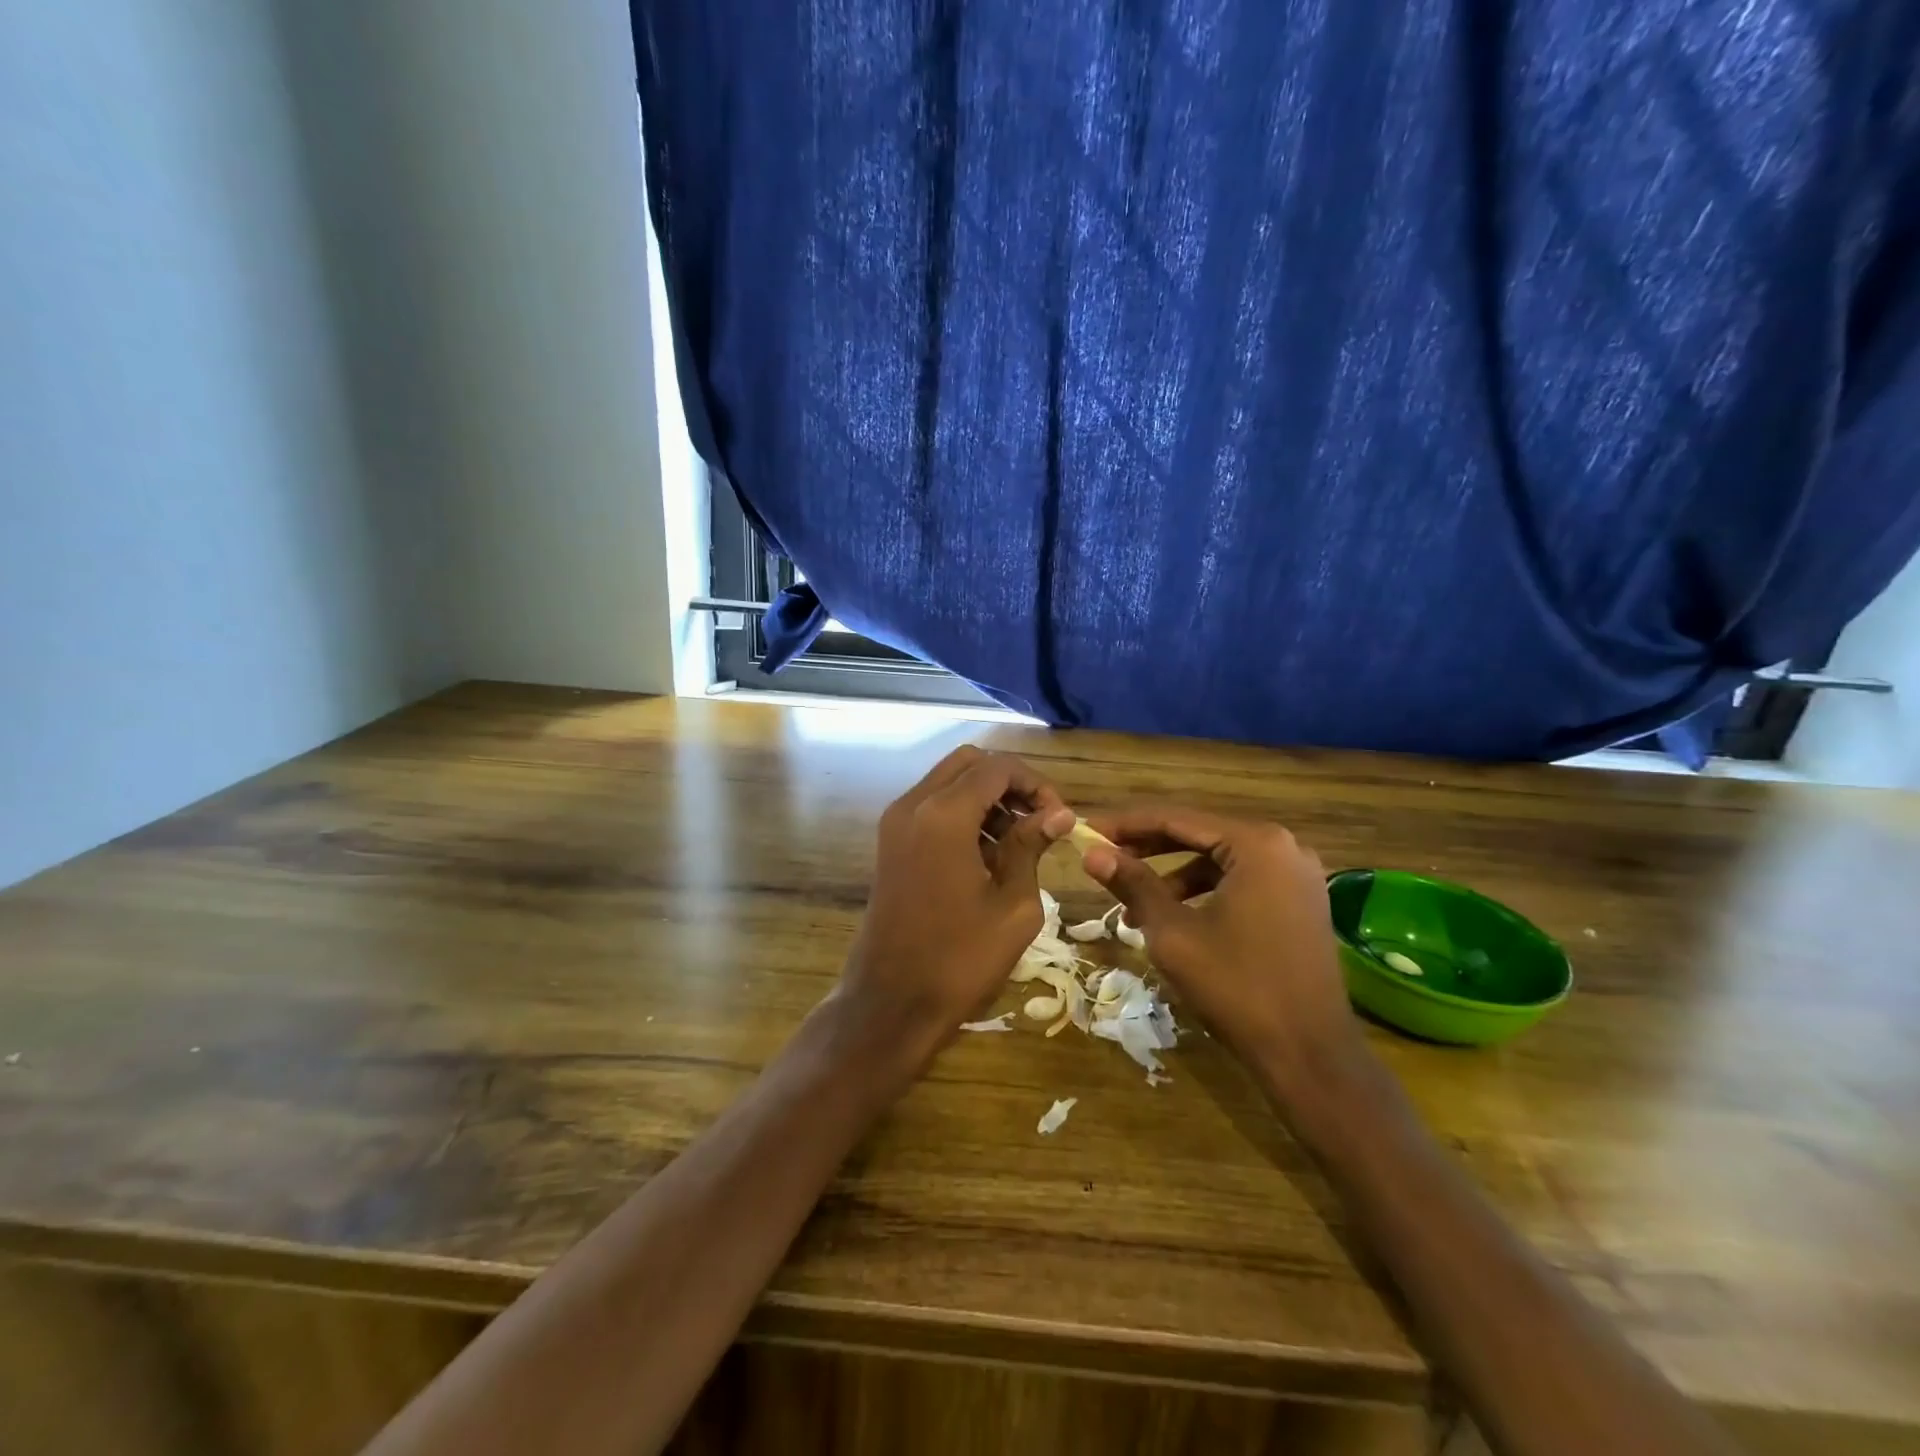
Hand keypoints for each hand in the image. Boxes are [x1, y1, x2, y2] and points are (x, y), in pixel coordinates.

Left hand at [833, 747, 1073, 1065]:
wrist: (890, 1004)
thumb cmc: (959, 960)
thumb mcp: (1013, 906)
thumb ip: (1032, 848)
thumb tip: (1059, 815)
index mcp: (943, 815)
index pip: (998, 768)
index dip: (1036, 784)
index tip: (1059, 819)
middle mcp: (913, 805)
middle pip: (969, 763)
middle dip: (1009, 783)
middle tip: (1039, 821)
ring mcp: (895, 823)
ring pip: (948, 782)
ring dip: (985, 797)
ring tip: (1017, 842)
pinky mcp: (889, 843)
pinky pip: (931, 806)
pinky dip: (961, 813)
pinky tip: (986, 854)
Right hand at [1081, 808, 1365, 1092]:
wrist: (1310, 1055)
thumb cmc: (1237, 987)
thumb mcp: (1173, 932)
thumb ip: (1133, 884)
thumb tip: (1091, 853)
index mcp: (1256, 843)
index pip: (1176, 818)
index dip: (1126, 825)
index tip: (1088, 831)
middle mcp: (1283, 846)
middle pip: (1199, 835)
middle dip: (1147, 849)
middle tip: (1102, 859)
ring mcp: (1297, 875)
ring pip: (1217, 861)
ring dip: (1171, 877)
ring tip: (1131, 906)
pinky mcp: (1300, 902)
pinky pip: (1240, 881)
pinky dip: (1203, 893)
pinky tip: (1172, 919)